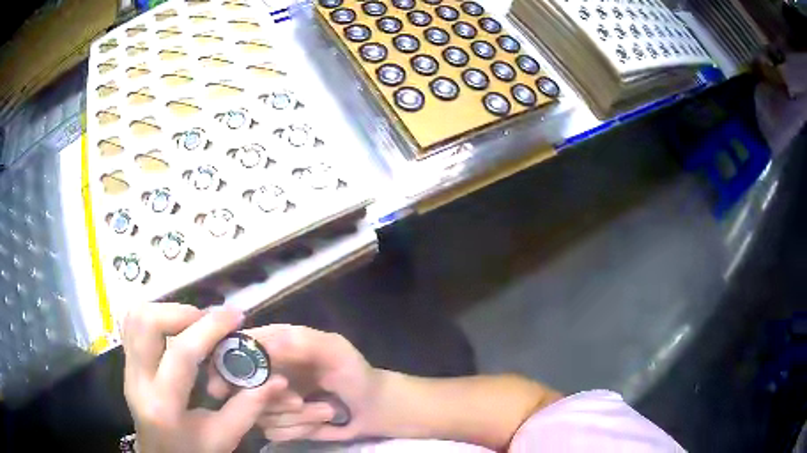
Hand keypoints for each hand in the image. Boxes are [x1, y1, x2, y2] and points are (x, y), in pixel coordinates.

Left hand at [123, 303, 283, 452]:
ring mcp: (127, 368)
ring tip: (192, 324)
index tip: (236, 316)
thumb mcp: (225, 437)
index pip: (182, 353)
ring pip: (135, 317)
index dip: (210, 328)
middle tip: (207, 322)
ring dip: (166, 311)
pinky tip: (173, 329)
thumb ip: (249, 407)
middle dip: (181, 312)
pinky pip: (131, 324)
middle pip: (146, 323)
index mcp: (165, 405)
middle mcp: (138, 380)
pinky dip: (153, 315)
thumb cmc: (194, 451)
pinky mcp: (126, 362)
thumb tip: (277, 379)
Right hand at [206, 325, 382, 441]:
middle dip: (271, 400)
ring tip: (325, 409)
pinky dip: (299, 430)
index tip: (224, 386)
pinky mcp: (278, 425)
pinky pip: (274, 432)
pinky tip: (319, 421)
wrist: (370, 407)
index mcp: (273, 345)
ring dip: (297, 417)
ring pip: (259, 414)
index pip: (235, 351)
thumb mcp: (335, 350)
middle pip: (241, 389)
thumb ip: (301, 342)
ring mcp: (269, 401)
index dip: (224, 366)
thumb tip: (262, 345)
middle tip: (297, 400)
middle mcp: (265, 373)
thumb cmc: (353, 373)